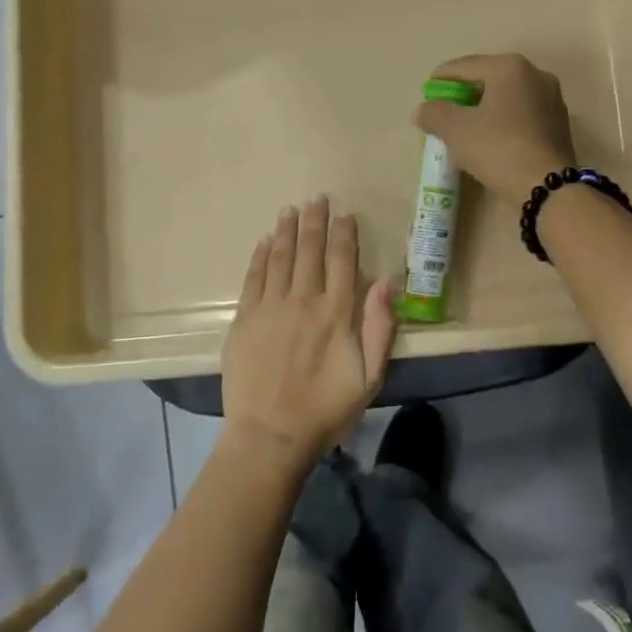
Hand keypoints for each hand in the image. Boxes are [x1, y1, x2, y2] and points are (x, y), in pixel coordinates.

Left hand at [222, 197, 397, 465]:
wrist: (271, 434)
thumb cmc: (326, 409)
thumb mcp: (369, 376)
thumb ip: (379, 327)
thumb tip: (387, 281)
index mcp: (337, 313)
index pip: (341, 260)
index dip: (343, 232)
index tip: (343, 211)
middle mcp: (303, 300)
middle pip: (309, 250)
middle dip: (314, 221)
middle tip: (316, 198)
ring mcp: (270, 308)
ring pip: (280, 257)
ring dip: (286, 231)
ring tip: (290, 209)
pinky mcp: (244, 319)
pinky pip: (253, 278)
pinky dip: (260, 256)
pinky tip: (265, 241)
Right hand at [413, 54, 576, 209]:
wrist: (545, 187)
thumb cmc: (497, 148)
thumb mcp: (455, 130)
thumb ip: (433, 114)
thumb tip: (422, 111)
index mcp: (510, 68)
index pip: (465, 66)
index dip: (442, 78)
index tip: (427, 92)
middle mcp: (536, 75)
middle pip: (489, 79)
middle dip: (465, 94)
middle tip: (445, 110)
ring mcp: (552, 101)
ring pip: (508, 99)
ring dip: (485, 109)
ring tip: (467, 127)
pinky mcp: (559, 126)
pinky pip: (522, 116)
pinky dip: (504, 122)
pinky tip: (492, 140)